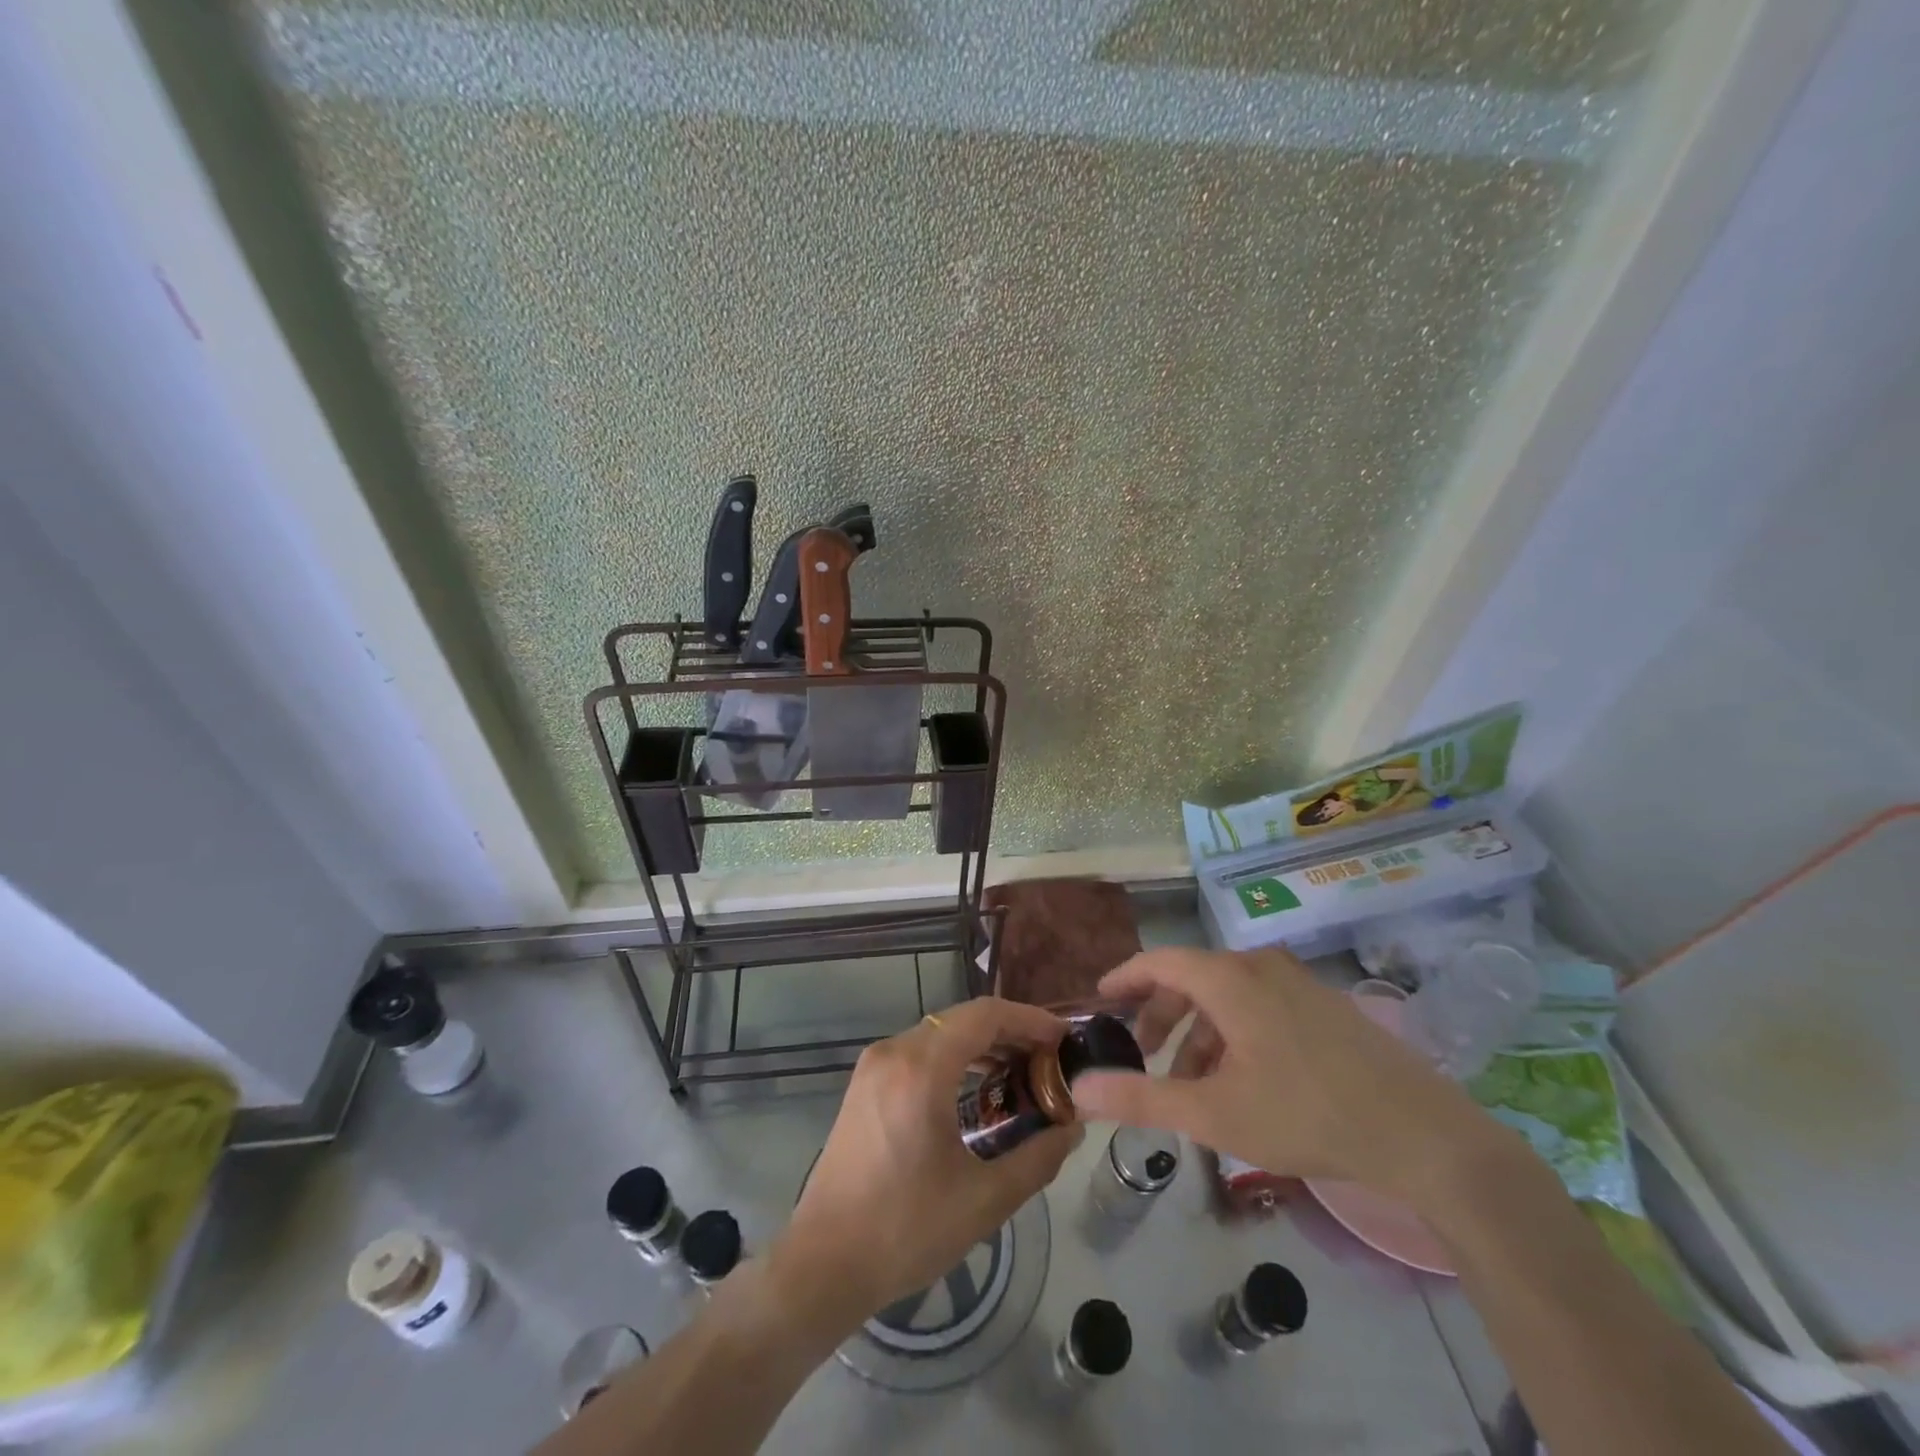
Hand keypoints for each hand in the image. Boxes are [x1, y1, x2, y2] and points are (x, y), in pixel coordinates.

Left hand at [771, 998, 1080, 1332]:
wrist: (823, 1263)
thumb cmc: (905, 1230)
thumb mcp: (984, 1200)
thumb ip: (1037, 1158)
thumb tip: (1071, 1128)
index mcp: (921, 1068)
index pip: (985, 1015)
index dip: (1029, 1019)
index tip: (1064, 1037)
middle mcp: (894, 1051)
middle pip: (963, 1018)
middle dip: (1011, 1031)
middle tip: (1050, 1059)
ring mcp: (874, 1065)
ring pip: (941, 1032)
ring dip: (983, 1043)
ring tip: (1023, 1071)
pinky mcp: (865, 1084)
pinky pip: (920, 1050)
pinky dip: (955, 1056)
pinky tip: (978, 1086)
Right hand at [1071, 947, 1510, 1208]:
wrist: (1425, 1136)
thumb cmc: (1307, 1116)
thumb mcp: (1213, 1114)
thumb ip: (1141, 1099)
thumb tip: (1079, 1089)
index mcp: (1230, 979)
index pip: (1160, 961)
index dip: (1125, 977)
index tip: (1101, 999)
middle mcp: (1261, 967)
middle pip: (1192, 978)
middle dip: (1160, 1015)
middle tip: (1141, 1054)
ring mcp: (1298, 984)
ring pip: (1227, 996)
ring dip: (1198, 1033)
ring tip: (1190, 1084)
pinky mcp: (1325, 1006)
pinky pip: (1259, 1006)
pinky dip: (1233, 1034)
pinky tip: (1240, 1082)